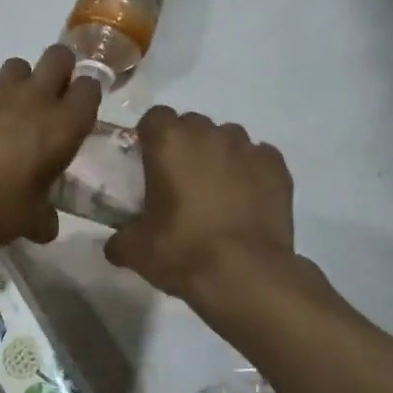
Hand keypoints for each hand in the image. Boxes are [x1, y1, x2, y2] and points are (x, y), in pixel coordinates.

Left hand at [0, 47, 102, 251]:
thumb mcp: (32, 218)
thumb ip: (44, 216)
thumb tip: (46, 226)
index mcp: (65, 126)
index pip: (89, 88)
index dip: (82, 96)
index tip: (73, 110)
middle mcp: (37, 97)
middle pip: (59, 57)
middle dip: (56, 71)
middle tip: (44, 96)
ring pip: (17, 63)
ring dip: (15, 81)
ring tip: (1, 106)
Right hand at [104, 108, 296, 303]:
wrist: (246, 275)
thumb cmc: (183, 252)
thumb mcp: (136, 251)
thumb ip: (120, 238)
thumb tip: (115, 243)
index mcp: (170, 142)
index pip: (154, 117)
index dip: (150, 137)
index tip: (147, 162)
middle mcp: (210, 134)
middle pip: (192, 125)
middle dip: (185, 145)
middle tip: (179, 180)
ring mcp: (248, 148)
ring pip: (228, 139)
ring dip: (218, 156)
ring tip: (216, 192)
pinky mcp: (278, 168)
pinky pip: (259, 158)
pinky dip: (250, 172)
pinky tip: (245, 199)